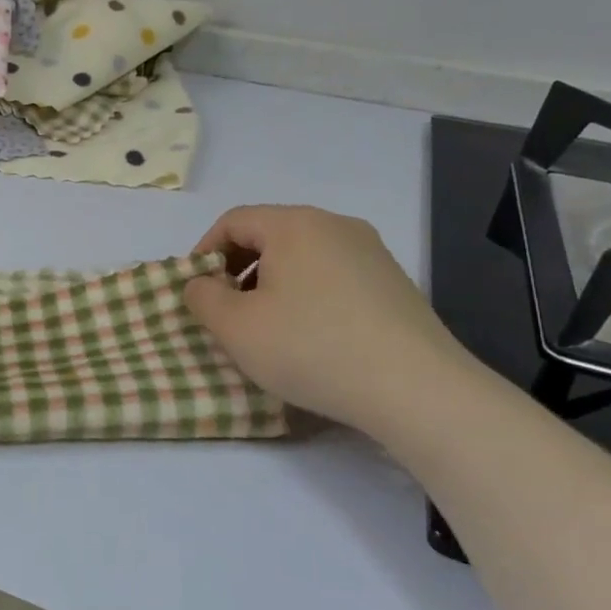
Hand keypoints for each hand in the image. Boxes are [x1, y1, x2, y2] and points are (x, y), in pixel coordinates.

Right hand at [184, 204, 476, 436]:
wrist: (414, 388)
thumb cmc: (310, 348)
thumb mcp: (235, 327)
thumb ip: (202, 297)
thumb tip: (202, 283)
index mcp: (294, 224)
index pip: (233, 221)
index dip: (204, 252)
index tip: (196, 291)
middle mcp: (336, 225)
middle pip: (270, 235)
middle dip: (238, 269)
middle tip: (227, 311)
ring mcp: (371, 252)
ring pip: (303, 256)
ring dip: (272, 284)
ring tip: (267, 328)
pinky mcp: (394, 282)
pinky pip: (333, 276)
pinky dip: (307, 295)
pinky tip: (310, 337)